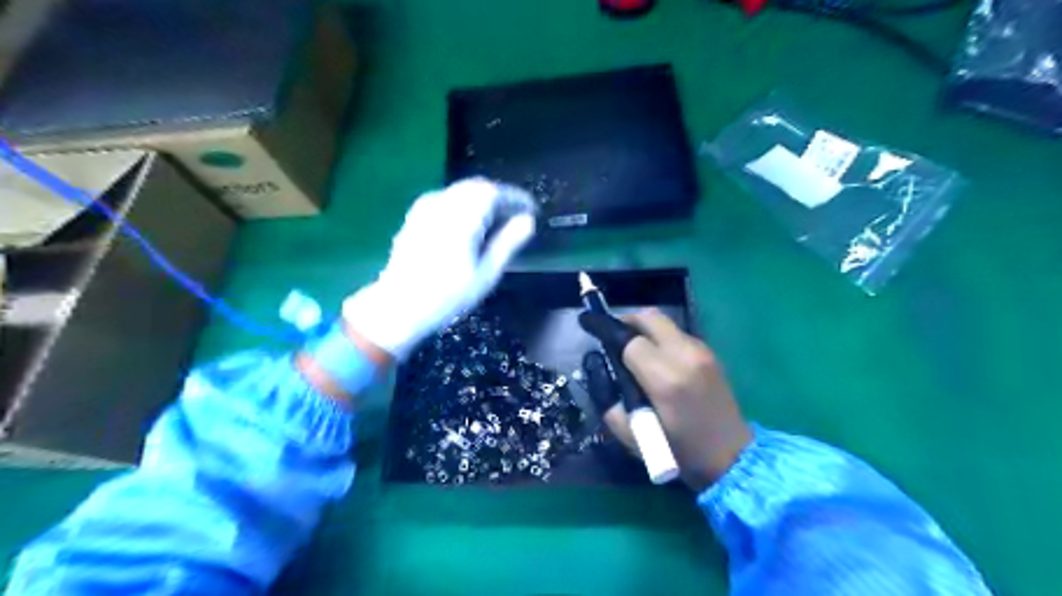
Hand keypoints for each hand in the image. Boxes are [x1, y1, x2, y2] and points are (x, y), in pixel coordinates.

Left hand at [345, 179, 535, 357]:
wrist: (399, 305)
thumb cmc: (448, 295)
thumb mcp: (485, 273)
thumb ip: (507, 243)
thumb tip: (527, 221)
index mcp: (462, 217)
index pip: (494, 192)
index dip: (516, 198)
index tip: (531, 210)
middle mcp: (443, 203)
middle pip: (477, 187)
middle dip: (500, 197)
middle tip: (516, 216)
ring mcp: (426, 207)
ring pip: (461, 191)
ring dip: (482, 200)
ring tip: (497, 222)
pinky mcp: (416, 215)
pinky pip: (448, 199)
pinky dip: (465, 205)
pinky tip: (470, 225)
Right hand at [579, 310, 745, 491]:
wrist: (731, 456)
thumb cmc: (679, 451)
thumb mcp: (631, 436)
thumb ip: (609, 400)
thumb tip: (600, 370)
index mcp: (665, 378)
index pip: (629, 340)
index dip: (608, 333)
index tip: (591, 328)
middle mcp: (685, 356)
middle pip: (649, 318)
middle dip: (626, 321)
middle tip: (612, 335)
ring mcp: (701, 352)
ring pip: (665, 323)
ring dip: (644, 329)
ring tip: (632, 348)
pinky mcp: (710, 354)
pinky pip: (678, 334)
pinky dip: (660, 338)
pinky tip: (655, 358)